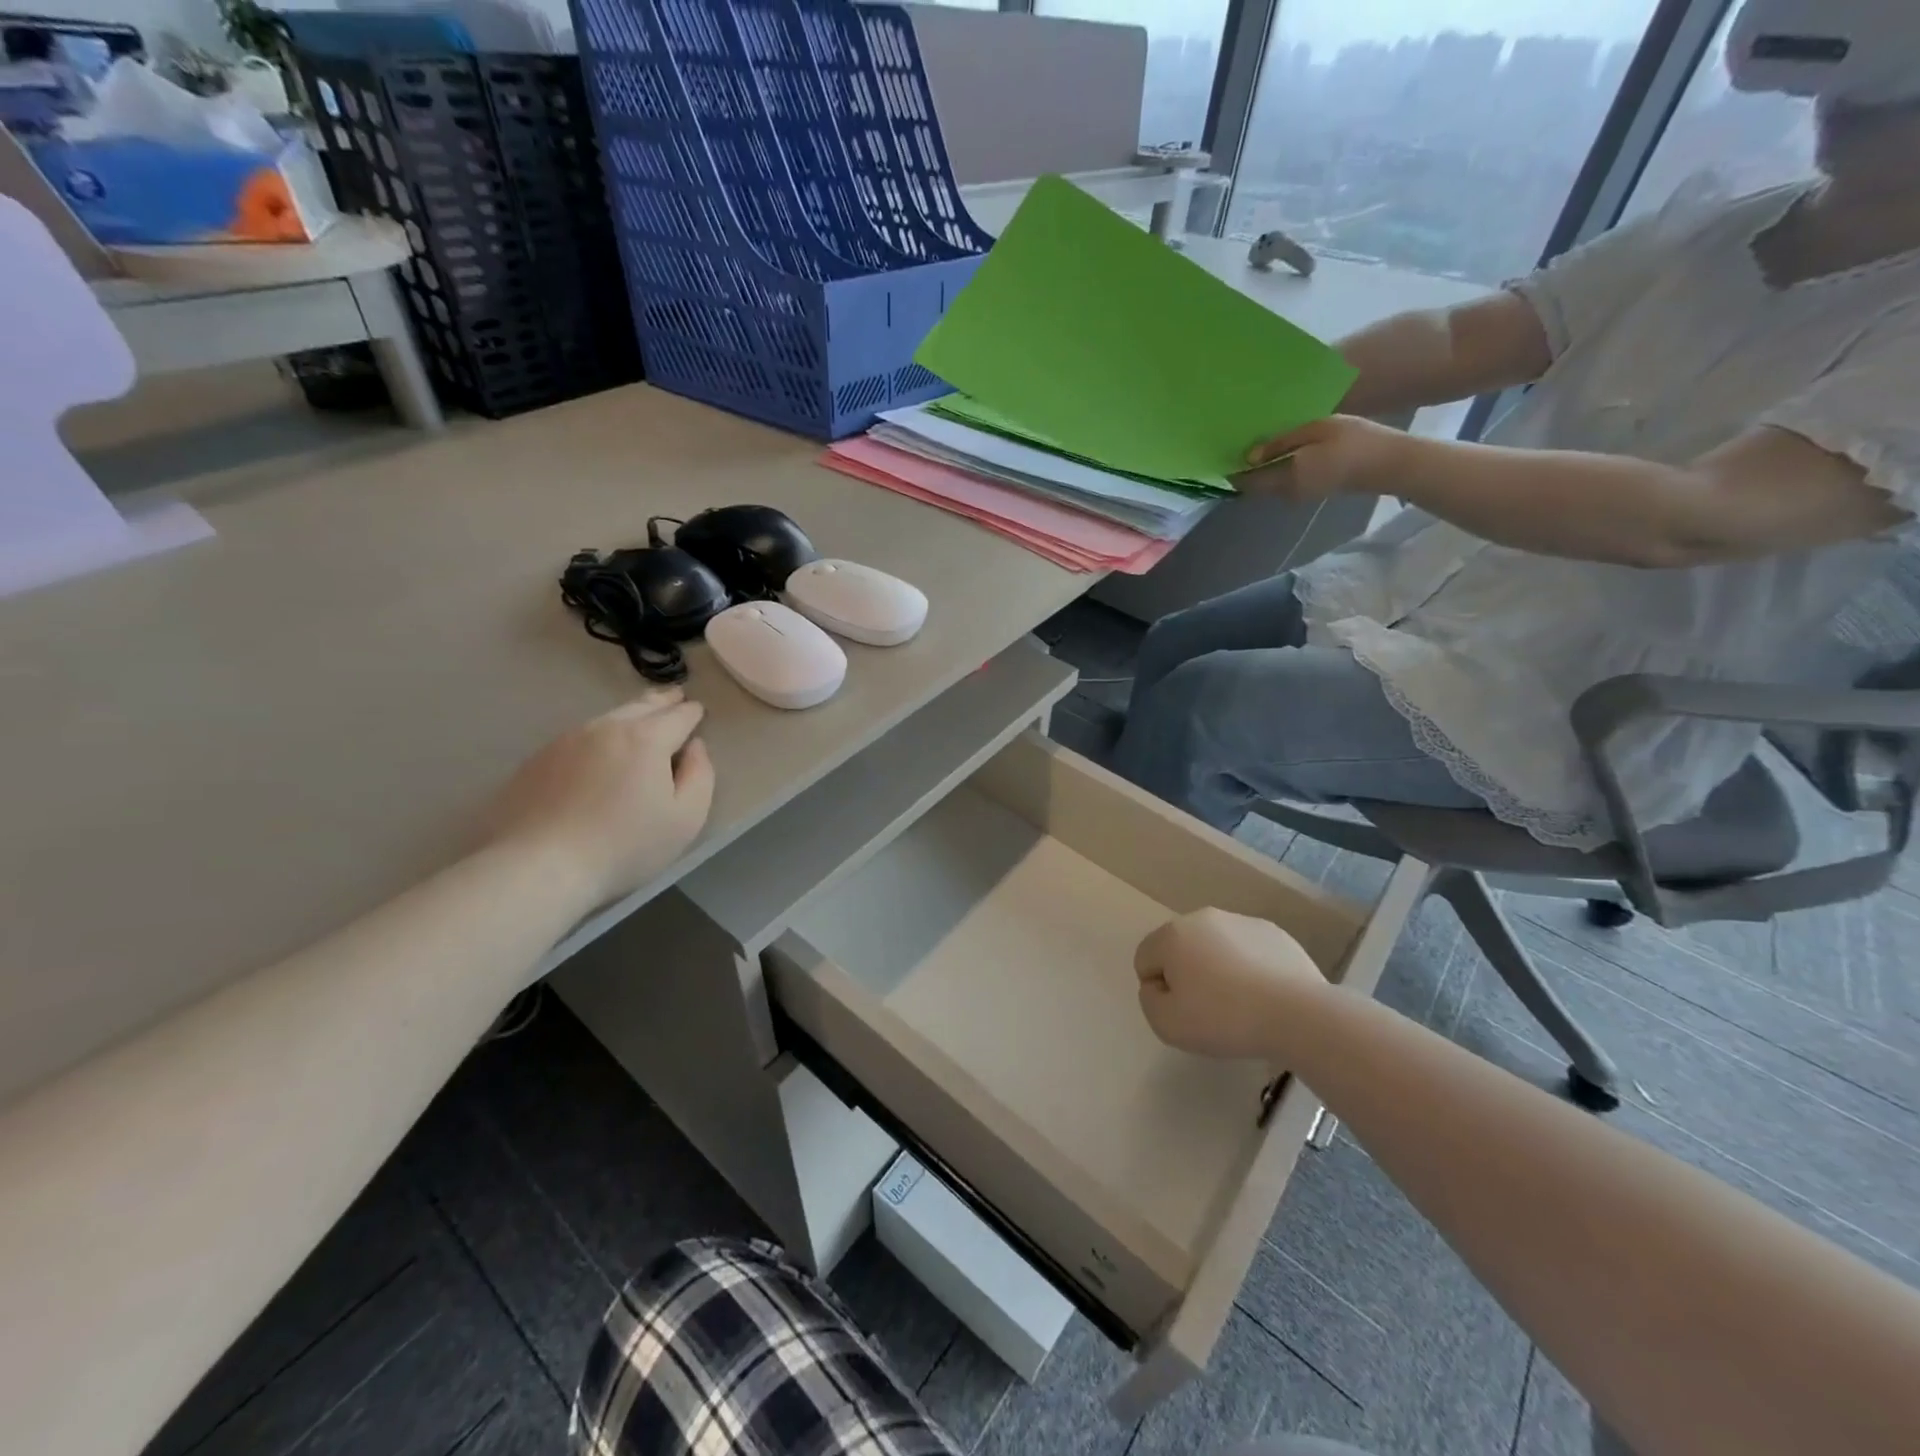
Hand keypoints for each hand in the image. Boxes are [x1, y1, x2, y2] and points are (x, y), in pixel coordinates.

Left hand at [480, 689, 714, 908]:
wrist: (538, 865)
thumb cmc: (624, 845)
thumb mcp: (686, 818)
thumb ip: (701, 775)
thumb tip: (695, 747)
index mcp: (646, 738)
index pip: (678, 715)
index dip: (692, 712)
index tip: (698, 710)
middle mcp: (606, 728)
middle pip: (641, 706)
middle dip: (662, 701)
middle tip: (675, 696)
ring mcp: (567, 740)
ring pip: (608, 718)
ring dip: (629, 715)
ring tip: (641, 718)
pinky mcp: (538, 759)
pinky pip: (580, 737)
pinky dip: (598, 736)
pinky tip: (599, 751)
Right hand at [1134, 908, 1326, 1059]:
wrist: (1298, 1014)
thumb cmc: (1224, 1018)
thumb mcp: (1167, 1024)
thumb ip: (1149, 1000)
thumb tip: (1159, 985)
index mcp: (1172, 935)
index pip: (1145, 960)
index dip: (1159, 990)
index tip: (1184, 1011)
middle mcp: (1202, 918)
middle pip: (1179, 949)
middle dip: (1187, 974)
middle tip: (1210, 1010)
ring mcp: (1240, 921)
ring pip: (1214, 947)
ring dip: (1217, 969)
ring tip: (1241, 1004)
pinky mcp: (1272, 932)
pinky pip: (1246, 950)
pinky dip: (1248, 967)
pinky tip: (1265, 994)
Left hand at [1238, 415, 1409, 501]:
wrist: (1390, 463)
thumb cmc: (1353, 440)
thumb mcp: (1315, 430)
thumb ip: (1280, 443)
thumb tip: (1249, 456)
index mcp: (1285, 478)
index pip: (1246, 481)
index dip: (1232, 469)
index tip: (1223, 452)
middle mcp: (1287, 493)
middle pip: (1256, 484)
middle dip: (1246, 468)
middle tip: (1238, 443)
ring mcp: (1300, 495)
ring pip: (1270, 484)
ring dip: (1263, 468)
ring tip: (1259, 442)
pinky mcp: (1312, 492)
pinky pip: (1285, 482)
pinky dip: (1278, 469)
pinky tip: (1283, 449)